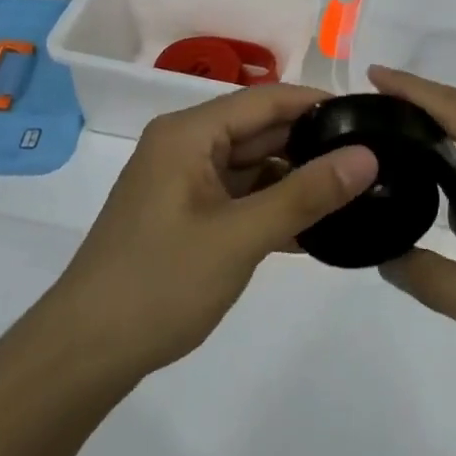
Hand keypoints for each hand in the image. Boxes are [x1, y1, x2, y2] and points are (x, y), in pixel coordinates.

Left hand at [51, 85, 376, 380]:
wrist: (83, 355)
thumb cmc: (160, 284)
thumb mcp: (241, 237)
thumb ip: (306, 194)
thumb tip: (367, 156)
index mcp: (189, 133)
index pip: (266, 100)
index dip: (317, 104)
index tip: (368, 117)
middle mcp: (185, 146)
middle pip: (259, 131)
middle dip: (311, 145)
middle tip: (372, 159)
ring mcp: (183, 183)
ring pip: (252, 166)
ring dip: (295, 180)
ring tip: (354, 192)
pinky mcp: (185, 216)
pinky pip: (239, 197)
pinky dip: (272, 208)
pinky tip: (315, 227)